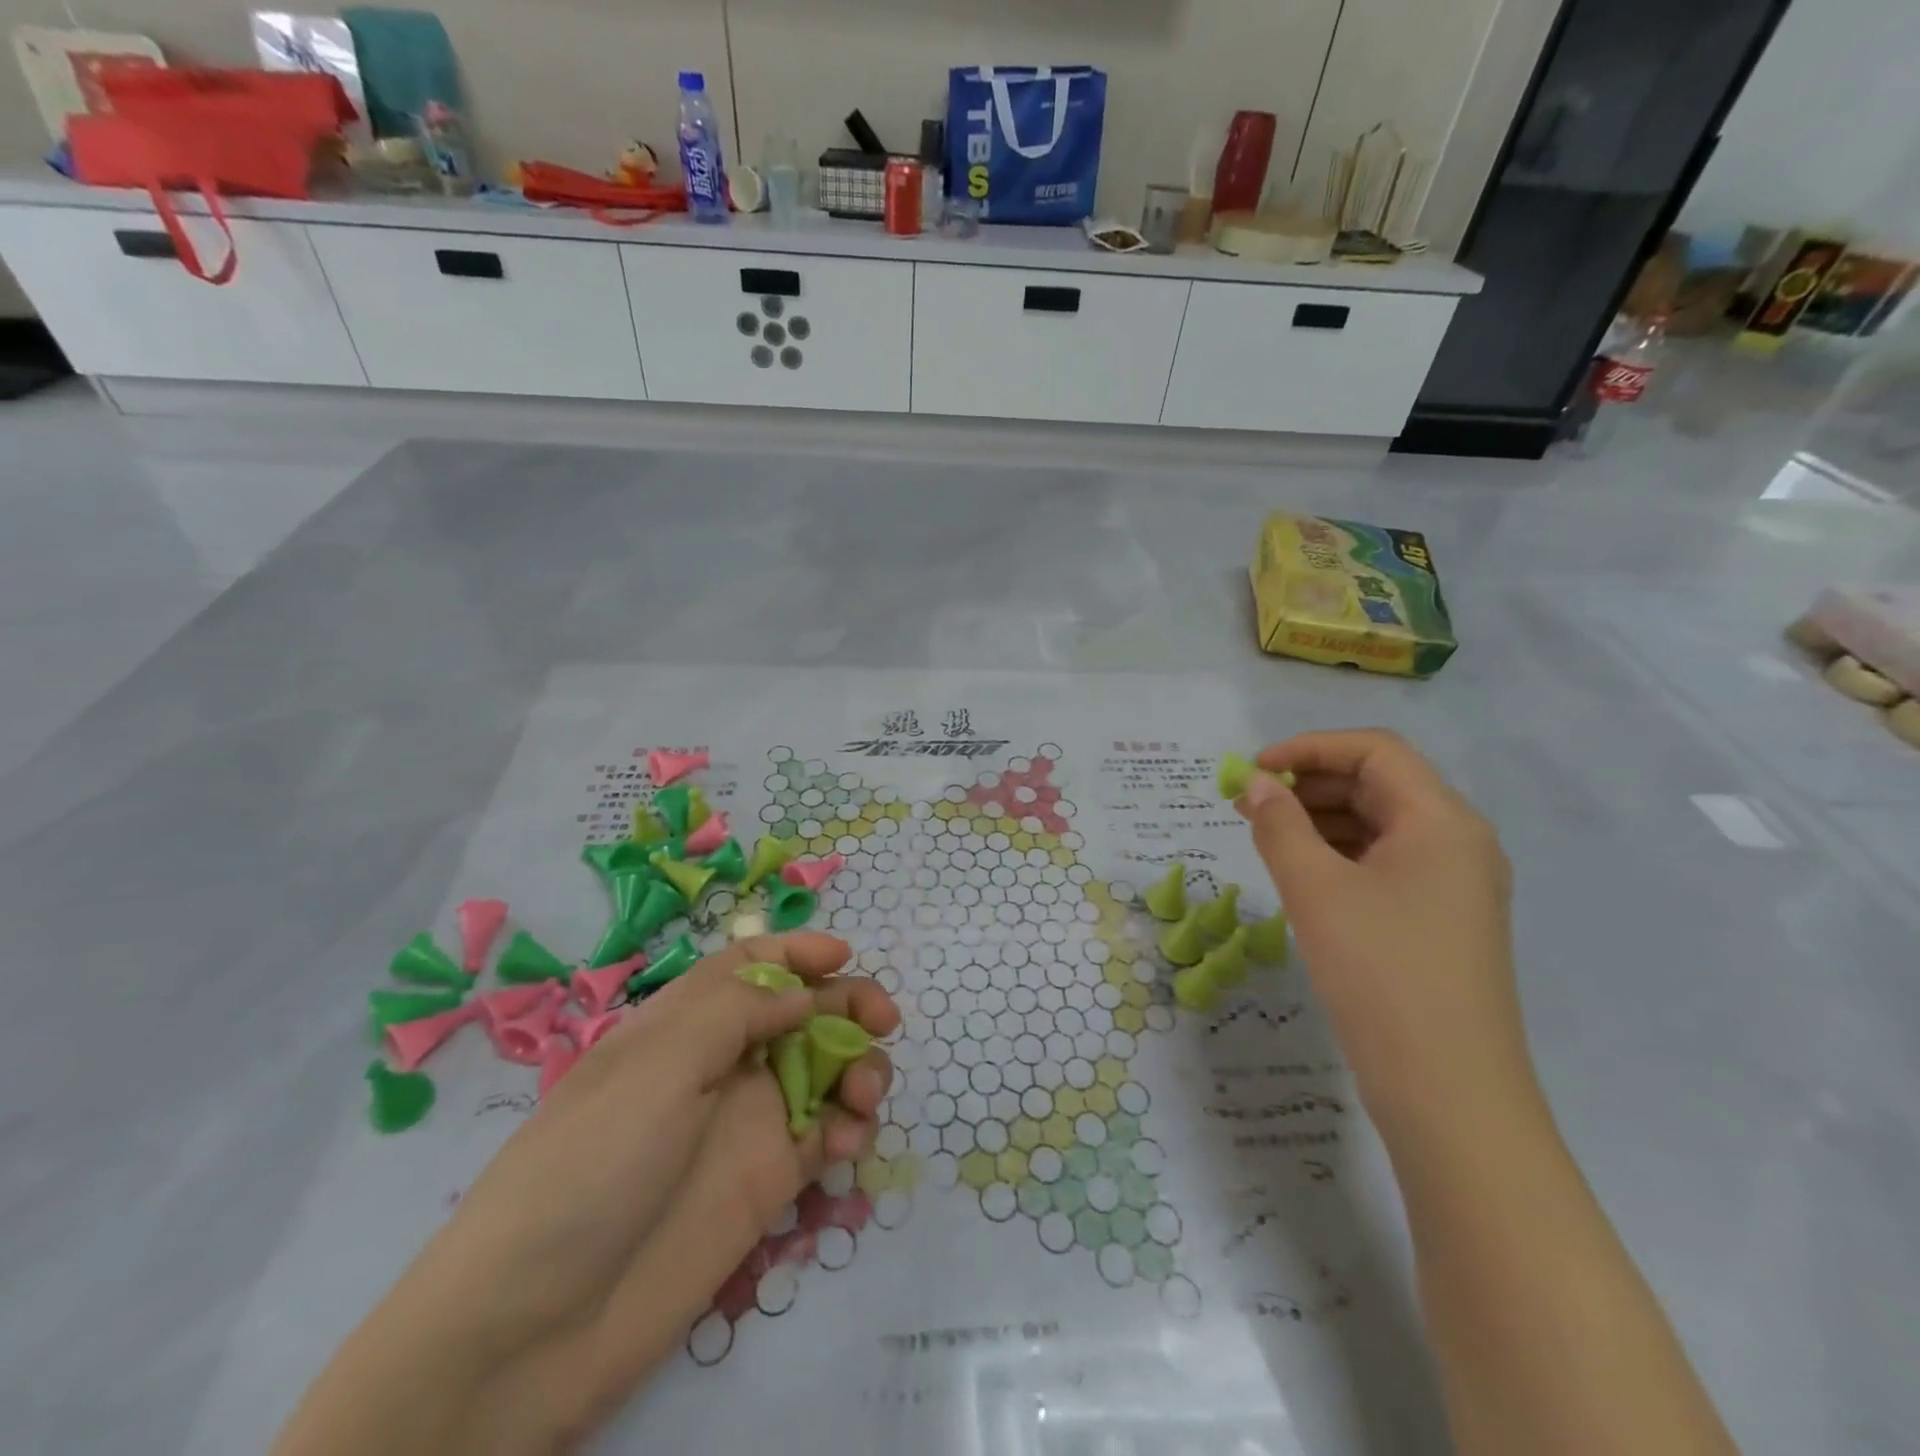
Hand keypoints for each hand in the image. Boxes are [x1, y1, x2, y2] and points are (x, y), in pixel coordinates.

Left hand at [274, 932, 898, 1455]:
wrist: (536, 1329)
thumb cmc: (591, 1164)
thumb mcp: (657, 1064)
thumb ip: (739, 1011)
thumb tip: (804, 994)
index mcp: (685, 1023)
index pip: (749, 965)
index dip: (796, 951)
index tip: (842, 954)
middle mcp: (722, 1064)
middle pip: (800, 1011)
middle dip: (846, 1004)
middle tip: (884, 1020)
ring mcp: (748, 1123)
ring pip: (824, 1070)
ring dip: (857, 1066)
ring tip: (864, 1095)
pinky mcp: (768, 1181)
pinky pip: (826, 1134)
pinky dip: (850, 1126)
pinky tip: (846, 1142)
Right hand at [1235, 731, 1531, 1123]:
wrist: (1449, 1092)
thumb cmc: (1380, 974)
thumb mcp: (1316, 891)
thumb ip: (1280, 827)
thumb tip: (1258, 784)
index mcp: (1441, 821)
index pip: (1375, 751)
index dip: (1310, 748)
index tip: (1255, 768)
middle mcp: (1458, 842)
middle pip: (1380, 784)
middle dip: (1310, 784)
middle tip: (1249, 803)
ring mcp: (1454, 884)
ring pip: (1381, 825)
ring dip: (1321, 819)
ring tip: (1264, 835)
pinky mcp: (1441, 919)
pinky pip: (1386, 863)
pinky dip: (1340, 854)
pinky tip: (1300, 873)